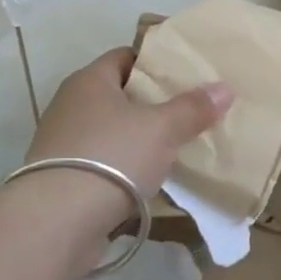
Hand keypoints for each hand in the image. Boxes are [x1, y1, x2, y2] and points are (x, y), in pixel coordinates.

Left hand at [20, 48, 232, 232]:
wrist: (56, 222)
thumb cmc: (111, 158)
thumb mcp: (161, 129)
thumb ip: (192, 108)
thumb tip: (224, 88)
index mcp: (89, 81)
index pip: (125, 57)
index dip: (155, 63)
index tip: (184, 74)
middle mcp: (70, 105)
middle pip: (119, 95)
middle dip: (151, 103)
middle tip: (187, 110)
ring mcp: (62, 144)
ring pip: (110, 132)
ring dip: (136, 139)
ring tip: (174, 147)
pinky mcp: (61, 180)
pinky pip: (101, 164)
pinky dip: (123, 169)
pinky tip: (148, 180)